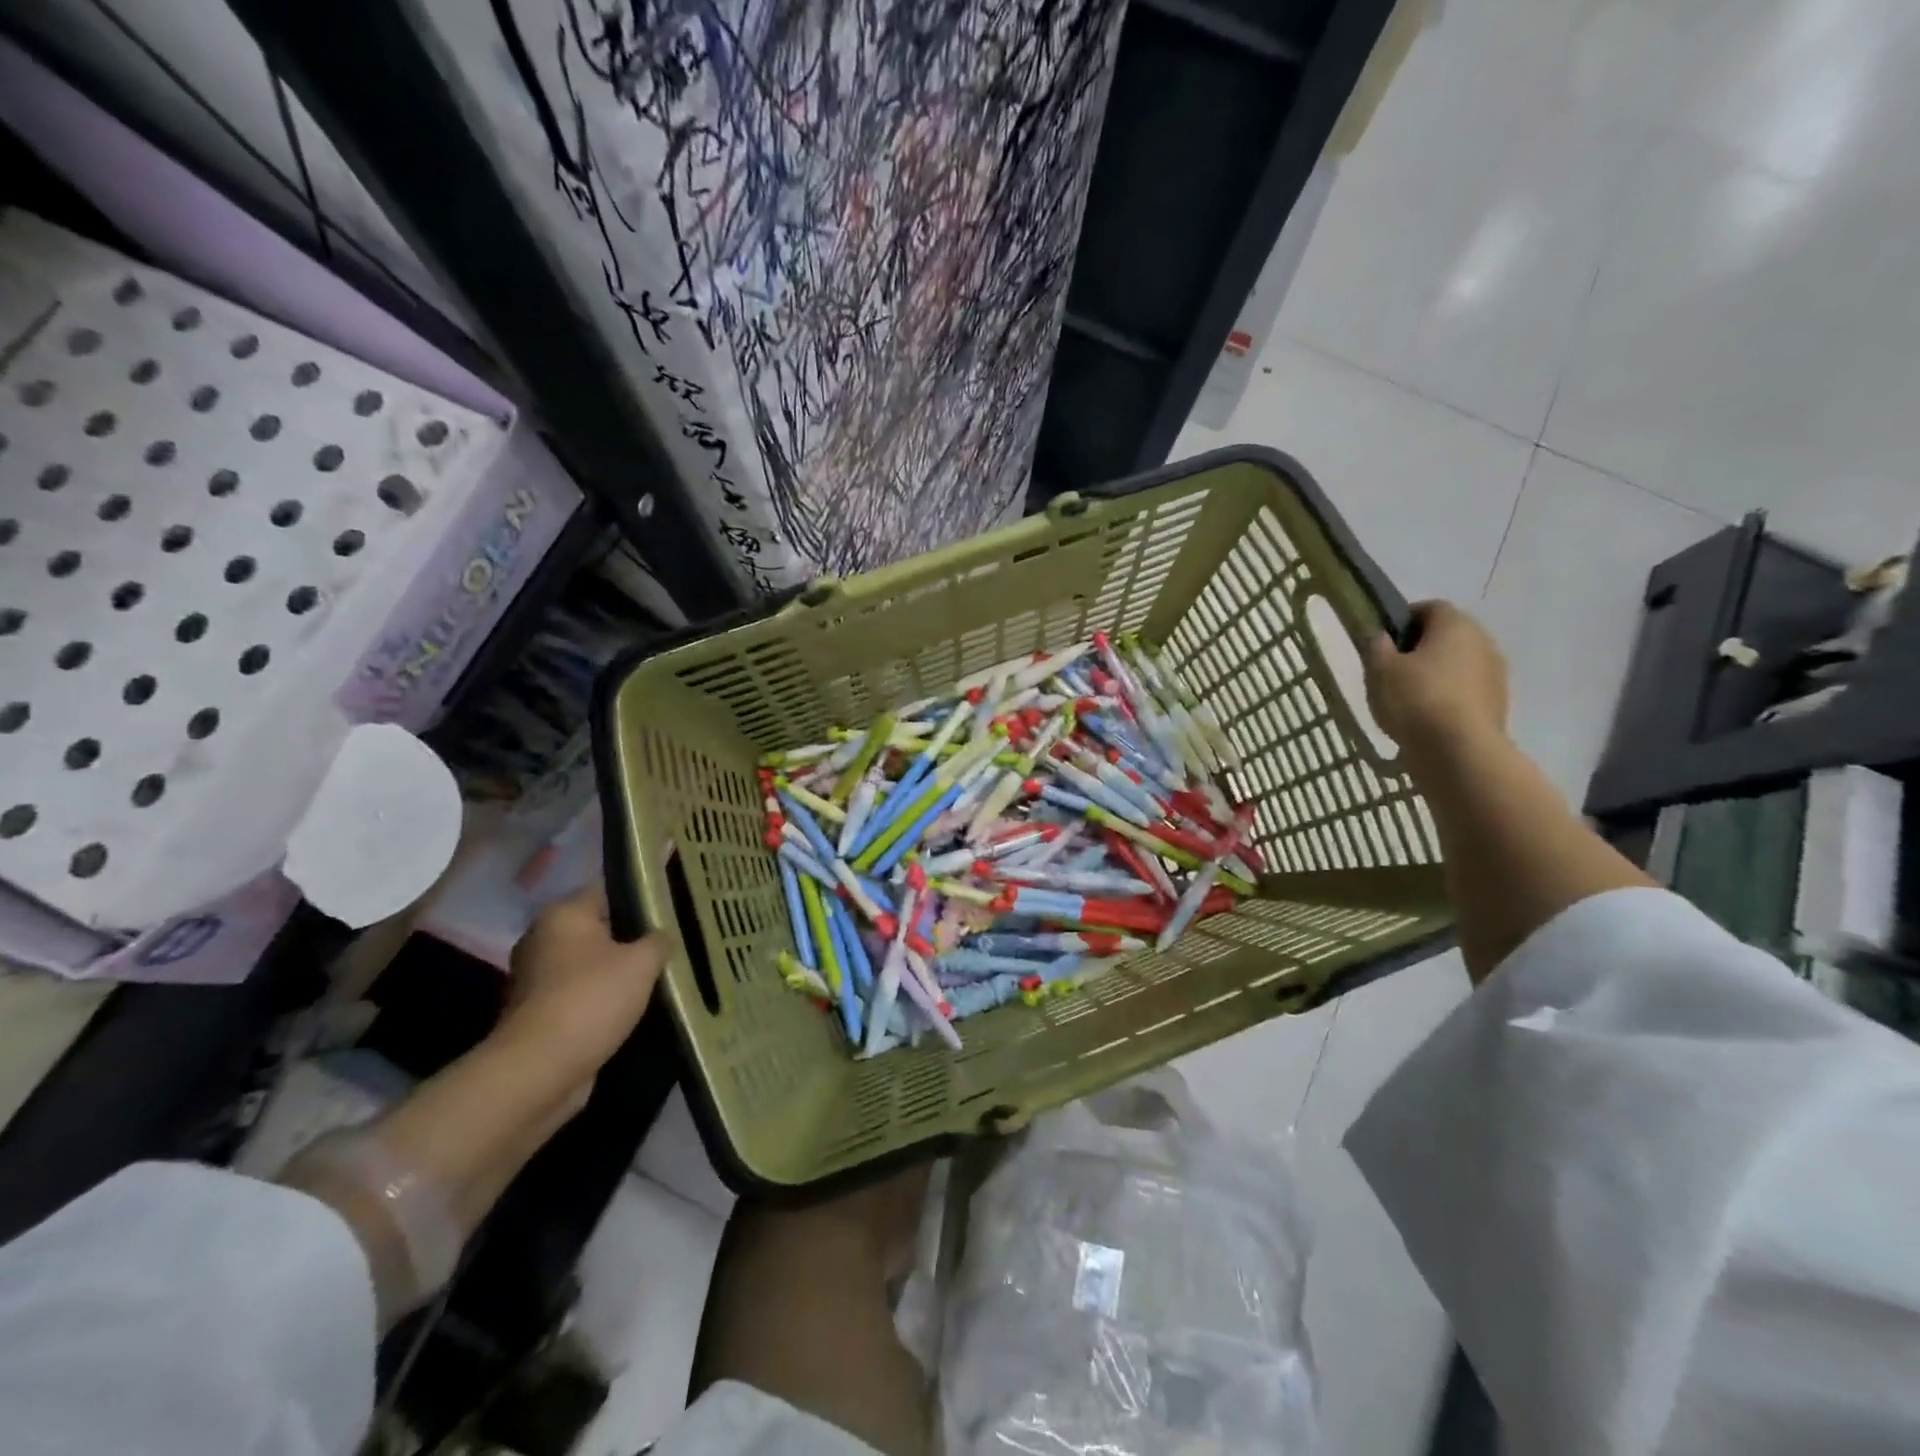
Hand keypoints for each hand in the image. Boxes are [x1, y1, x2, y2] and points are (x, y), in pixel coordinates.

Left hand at [500, 887, 667, 1084]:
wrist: (540, 1070)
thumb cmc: (592, 999)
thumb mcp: (643, 962)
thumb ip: (658, 940)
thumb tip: (660, 937)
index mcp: (563, 914)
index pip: (609, 889)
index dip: (642, 896)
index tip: (672, 907)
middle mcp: (543, 938)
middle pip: (599, 927)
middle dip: (631, 937)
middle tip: (670, 944)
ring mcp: (536, 977)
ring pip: (590, 963)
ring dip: (617, 972)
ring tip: (658, 977)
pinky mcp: (538, 1012)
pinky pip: (580, 994)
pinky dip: (601, 999)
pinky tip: (632, 1007)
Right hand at [1365, 602, 1508, 768]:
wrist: (1458, 750)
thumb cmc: (1415, 699)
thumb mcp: (1380, 669)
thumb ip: (1378, 647)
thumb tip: (1384, 639)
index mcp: (1455, 624)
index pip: (1429, 608)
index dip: (1403, 620)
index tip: (1383, 641)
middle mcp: (1483, 641)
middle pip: (1447, 636)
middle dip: (1420, 648)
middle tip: (1391, 670)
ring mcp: (1495, 674)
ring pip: (1457, 664)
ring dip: (1435, 674)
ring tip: (1406, 699)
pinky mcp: (1497, 703)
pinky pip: (1465, 691)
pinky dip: (1447, 698)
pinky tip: (1425, 718)